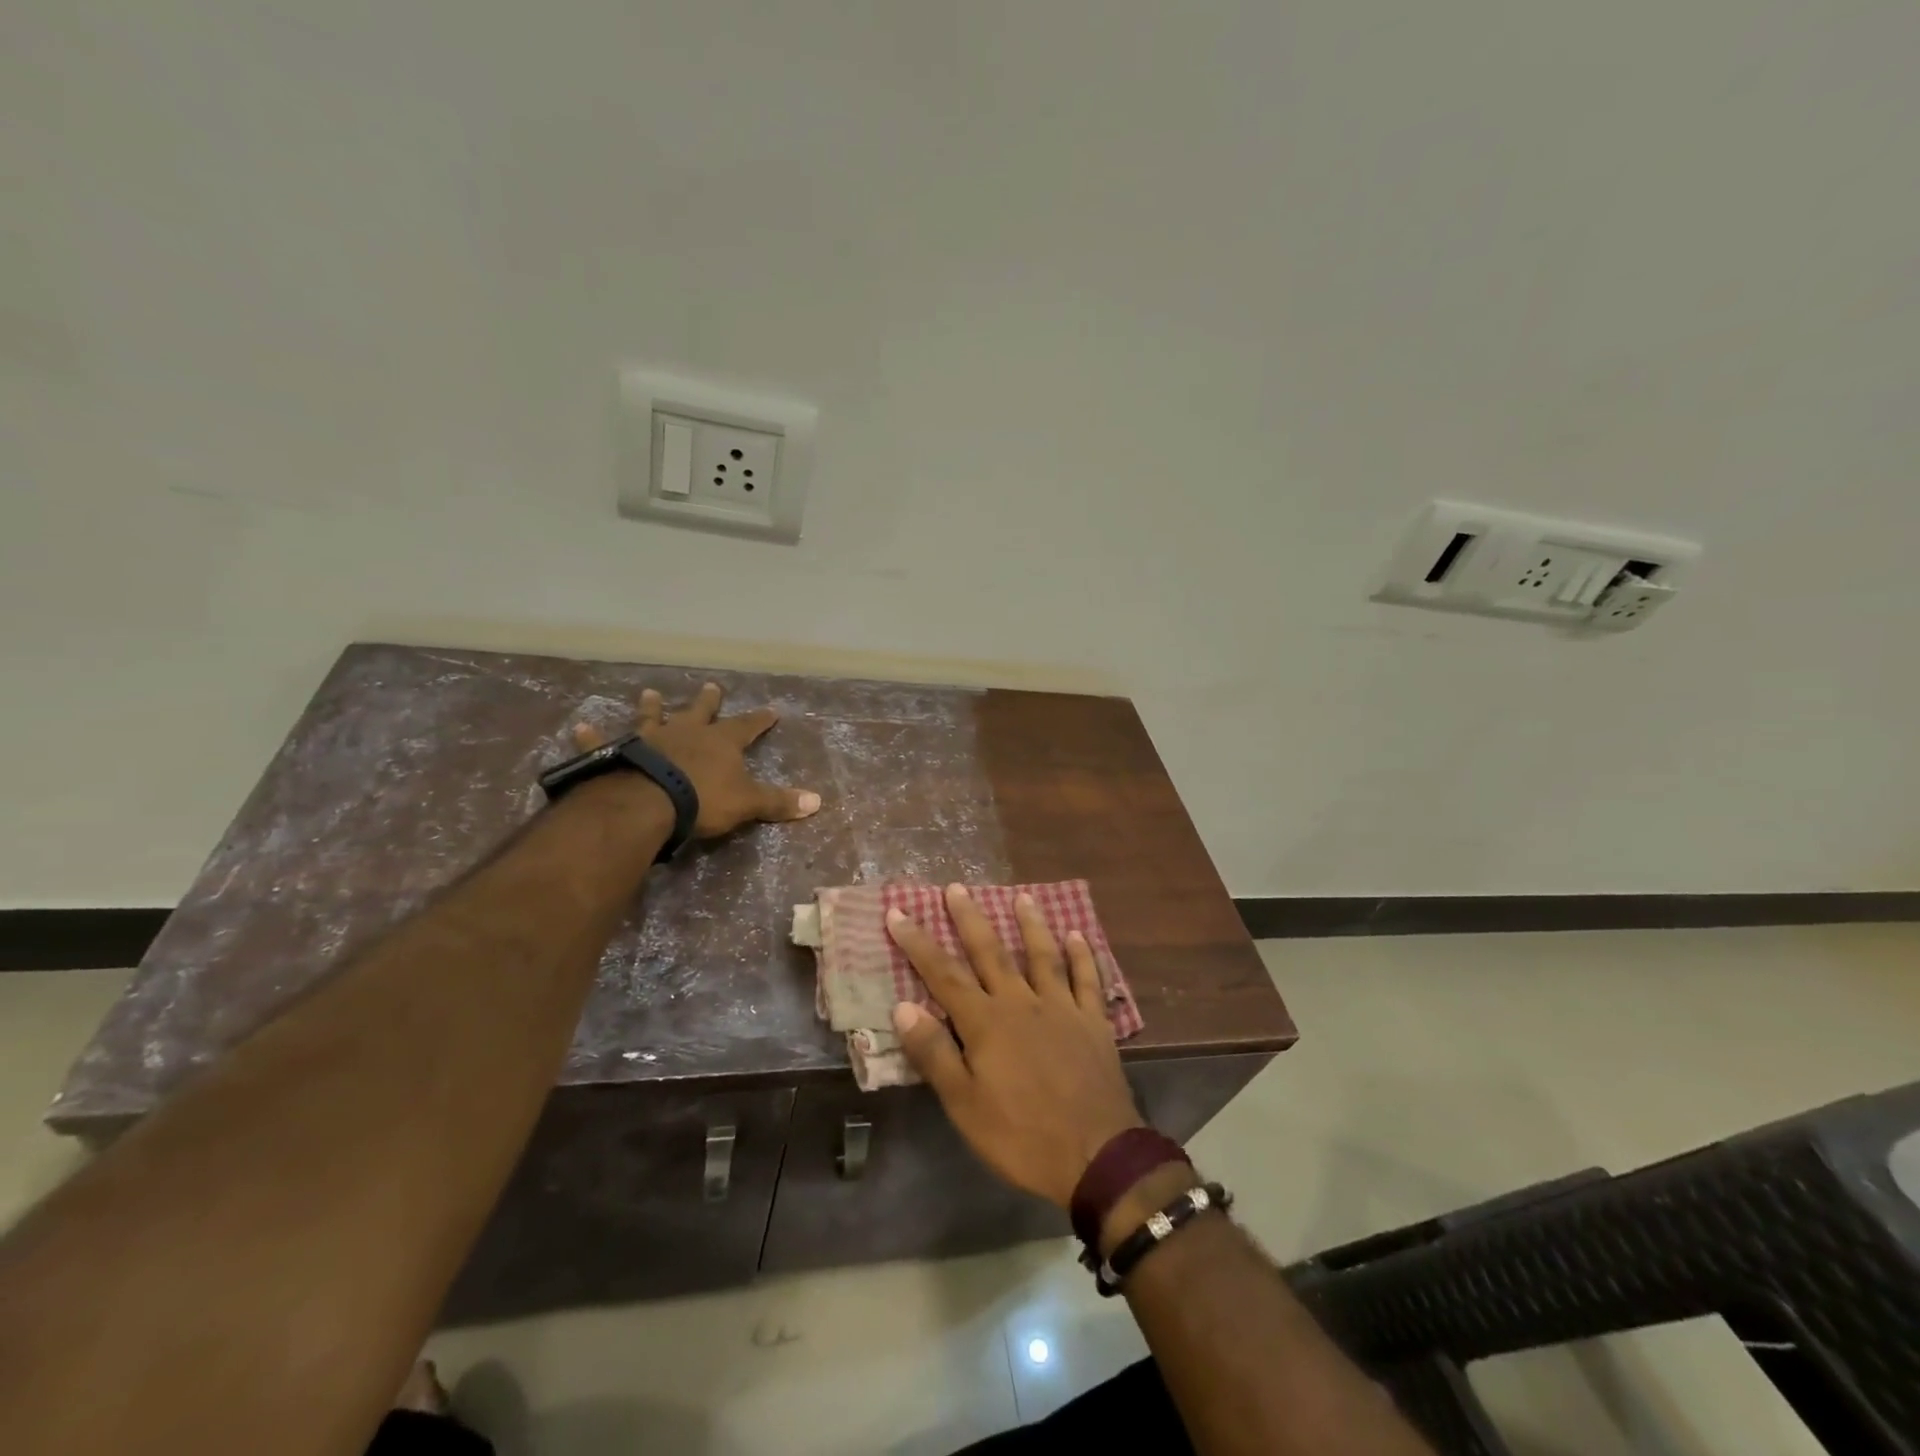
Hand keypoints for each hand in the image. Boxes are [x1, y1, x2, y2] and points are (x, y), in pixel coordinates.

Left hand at [573, 682, 820, 838]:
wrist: (648, 802)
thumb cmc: (703, 800)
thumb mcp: (748, 803)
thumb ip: (779, 802)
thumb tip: (818, 801)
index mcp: (720, 742)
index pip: (747, 726)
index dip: (760, 720)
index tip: (772, 709)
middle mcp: (686, 732)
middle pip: (700, 712)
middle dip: (708, 701)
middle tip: (712, 686)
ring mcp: (650, 739)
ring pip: (652, 717)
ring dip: (651, 706)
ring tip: (649, 692)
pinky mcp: (616, 752)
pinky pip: (602, 741)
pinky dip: (591, 735)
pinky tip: (579, 726)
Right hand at [885, 884, 1143, 1207]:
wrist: (1096, 1156)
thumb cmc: (1022, 1135)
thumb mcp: (965, 1105)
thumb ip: (935, 1054)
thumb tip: (903, 1007)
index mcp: (987, 1023)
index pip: (943, 974)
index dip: (918, 943)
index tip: (898, 912)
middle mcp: (1022, 1002)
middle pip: (991, 952)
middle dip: (970, 919)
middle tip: (956, 888)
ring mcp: (1062, 1008)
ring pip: (1042, 956)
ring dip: (1030, 924)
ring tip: (1021, 897)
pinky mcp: (1093, 1022)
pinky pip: (1087, 979)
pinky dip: (1082, 955)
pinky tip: (1077, 934)